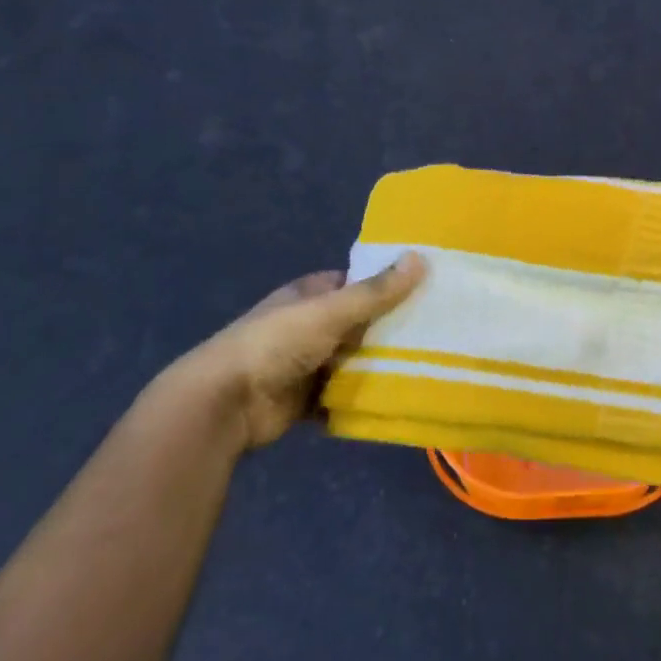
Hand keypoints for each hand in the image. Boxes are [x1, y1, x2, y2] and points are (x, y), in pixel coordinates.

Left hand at [164, 254, 426, 449]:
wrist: (225, 403)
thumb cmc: (277, 343)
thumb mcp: (331, 311)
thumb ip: (375, 291)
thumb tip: (420, 257)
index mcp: (308, 295)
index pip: (353, 283)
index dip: (384, 284)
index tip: (423, 289)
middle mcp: (307, 325)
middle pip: (357, 323)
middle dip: (388, 329)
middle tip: (435, 332)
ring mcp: (305, 364)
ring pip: (351, 361)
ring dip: (377, 366)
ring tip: (427, 365)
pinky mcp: (304, 400)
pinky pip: (340, 396)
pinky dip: (360, 398)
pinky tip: (394, 398)